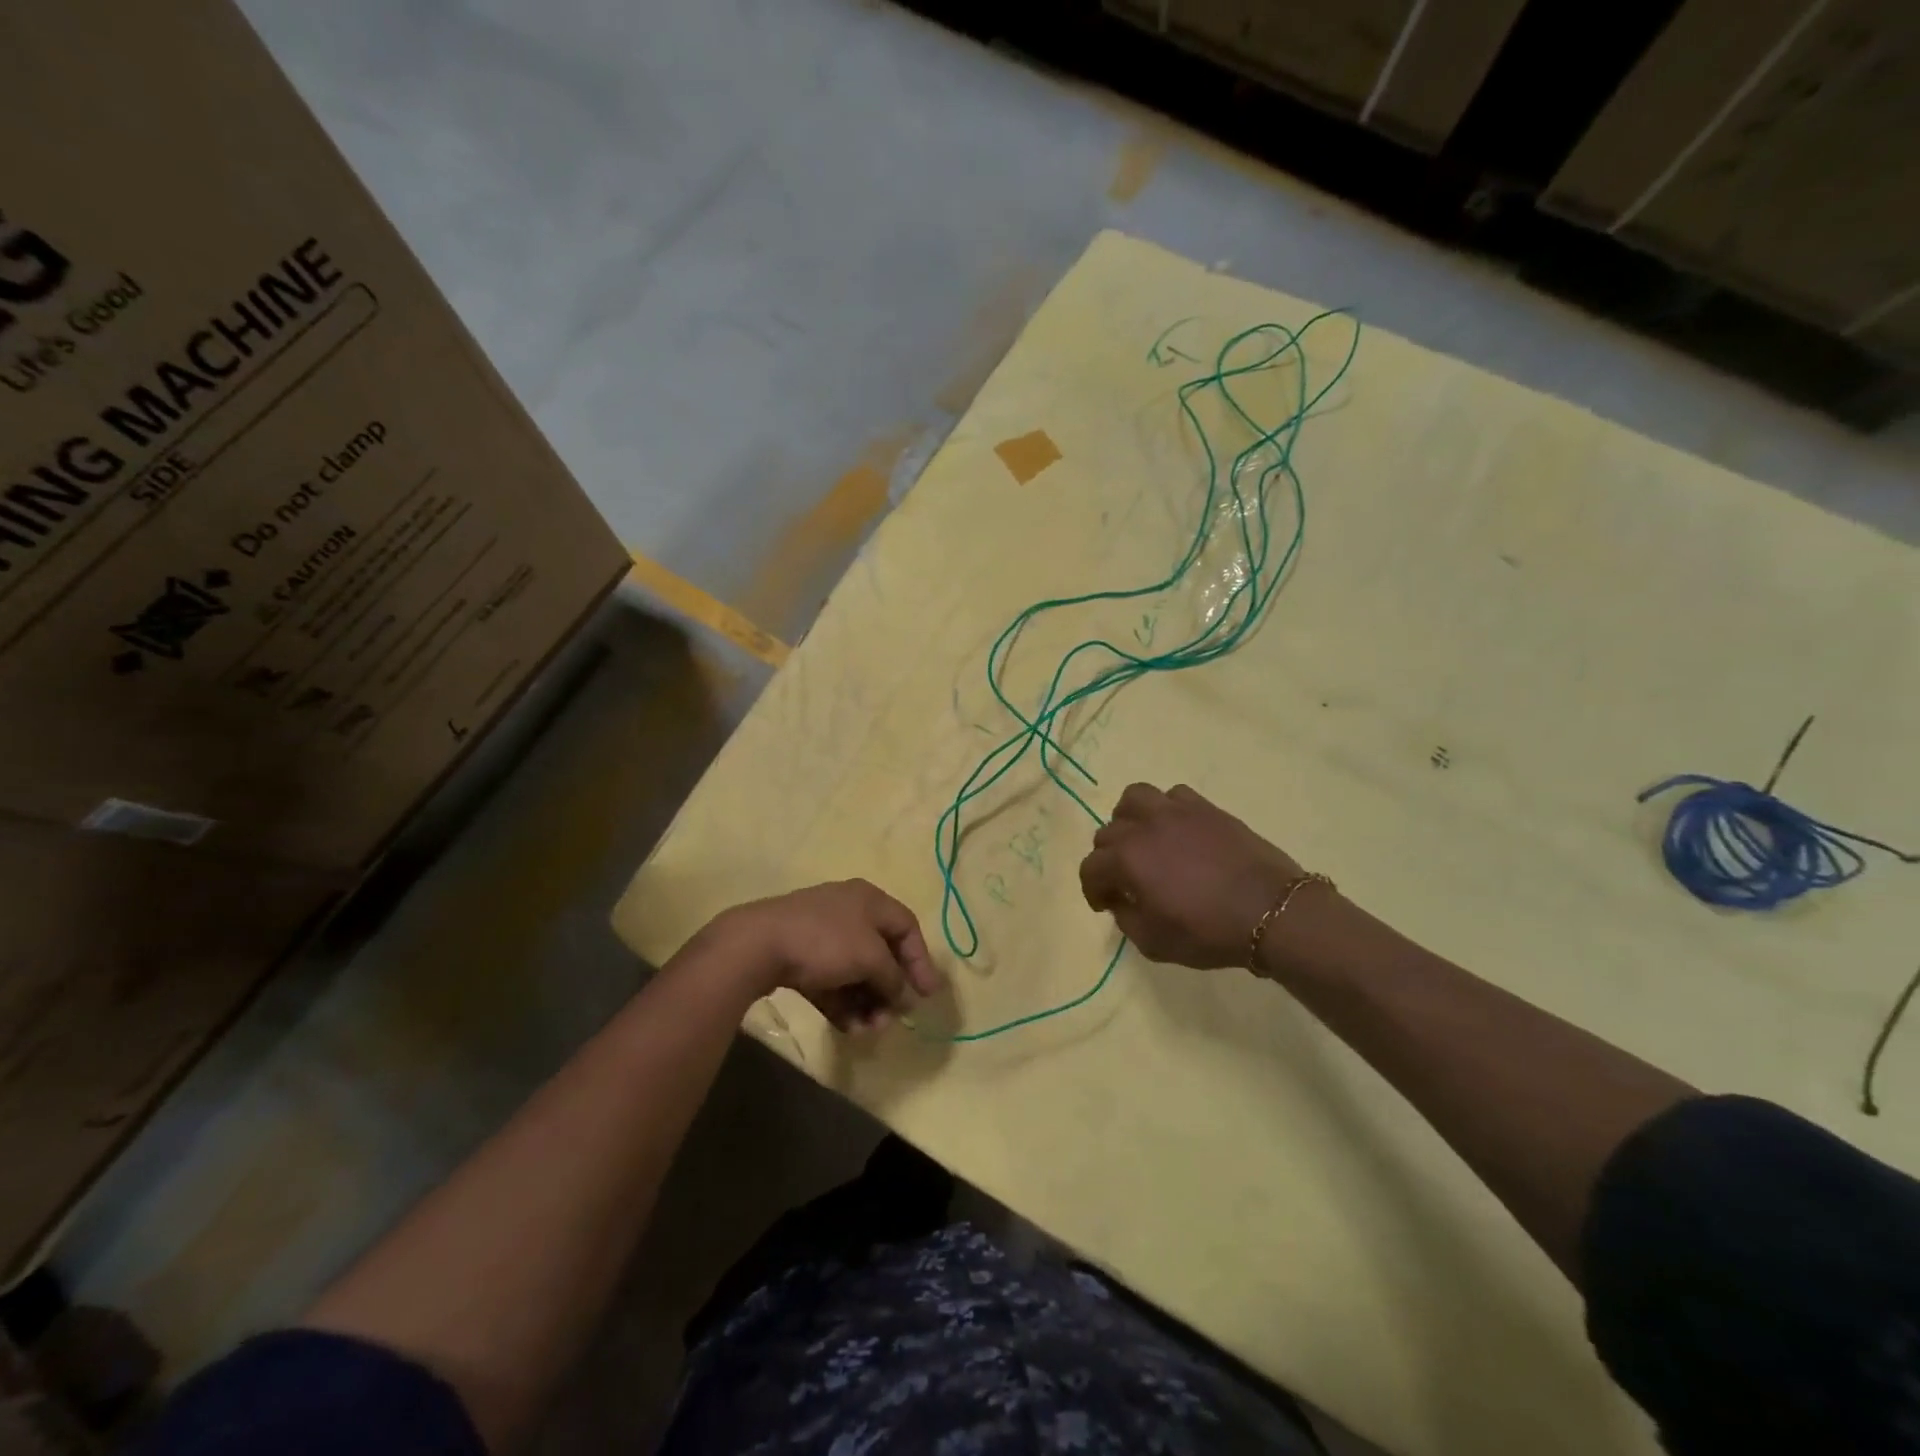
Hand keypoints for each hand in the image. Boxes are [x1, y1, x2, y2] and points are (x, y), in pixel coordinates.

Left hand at [711, 880, 941, 1031]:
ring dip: (866, 1003)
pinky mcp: (799, 957)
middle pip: (881, 954)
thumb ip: (893, 977)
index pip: (907, 927)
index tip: (927, 995)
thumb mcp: (871, 957)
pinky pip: (831, 983)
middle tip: (891, 1019)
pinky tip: (847, 1029)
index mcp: (869, 900)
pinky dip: (842, 1004)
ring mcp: (821, 935)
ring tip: (866, 1031)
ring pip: (855, 973)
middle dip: (889, 990)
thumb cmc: (826, 942)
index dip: (921, 960)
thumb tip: (900, 994)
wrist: (758, 945)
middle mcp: (848, 912)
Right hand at [1078, 783, 1309, 969]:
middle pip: (1108, 832)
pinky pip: (1173, 795)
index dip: (1092, 889)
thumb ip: (1126, 918)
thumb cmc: (1208, 932)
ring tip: (1143, 839)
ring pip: (1134, 798)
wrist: (1270, 911)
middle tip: (1125, 879)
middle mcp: (1144, 827)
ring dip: (1129, 819)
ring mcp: (1175, 812)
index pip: (1090, 868)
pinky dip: (1167, 810)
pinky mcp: (1205, 808)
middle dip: (1109, 858)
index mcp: (1126, 860)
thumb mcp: (1154, 942)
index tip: (1105, 904)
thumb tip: (1121, 900)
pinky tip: (1178, 830)